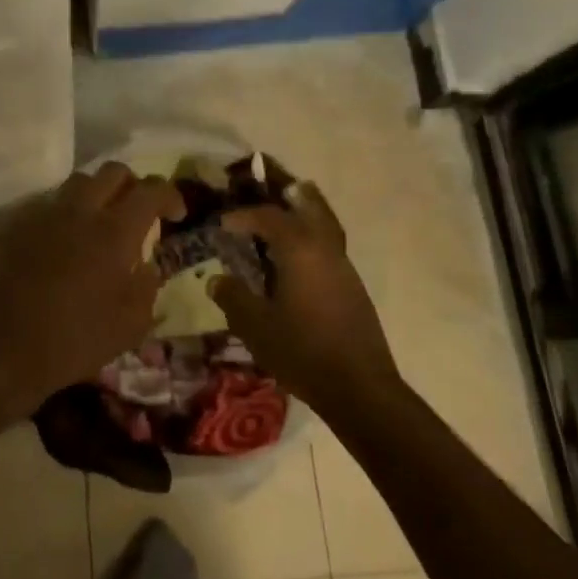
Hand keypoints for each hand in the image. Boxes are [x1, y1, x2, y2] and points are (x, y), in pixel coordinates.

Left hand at [0, 163, 184, 418]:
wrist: (3, 350)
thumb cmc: (75, 341)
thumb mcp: (131, 325)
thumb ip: (147, 285)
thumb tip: (148, 264)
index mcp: (114, 231)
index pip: (151, 190)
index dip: (170, 195)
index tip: (177, 214)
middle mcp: (81, 211)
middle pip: (113, 172)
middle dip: (133, 185)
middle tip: (139, 212)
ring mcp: (46, 215)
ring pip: (80, 182)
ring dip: (99, 193)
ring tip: (103, 222)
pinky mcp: (20, 227)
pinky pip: (52, 204)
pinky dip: (69, 212)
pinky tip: (69, 241)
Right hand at [210, 181, 400, 416]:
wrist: (360, 388)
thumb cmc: (302, 351)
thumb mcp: (255, 326)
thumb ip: (233, 298)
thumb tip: (217, 279)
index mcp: (299, 249)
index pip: (268, 217)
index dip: (243, 216)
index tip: (223, 224)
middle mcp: (325, 248)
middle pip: (310, 206)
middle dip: (288, 196)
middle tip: (269, 190)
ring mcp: (344, 267)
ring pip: (325, 225)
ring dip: (305, 214)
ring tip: (286, 216)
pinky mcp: (353, 287)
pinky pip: (330, 246)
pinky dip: (313, 238)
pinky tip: (299, 260)